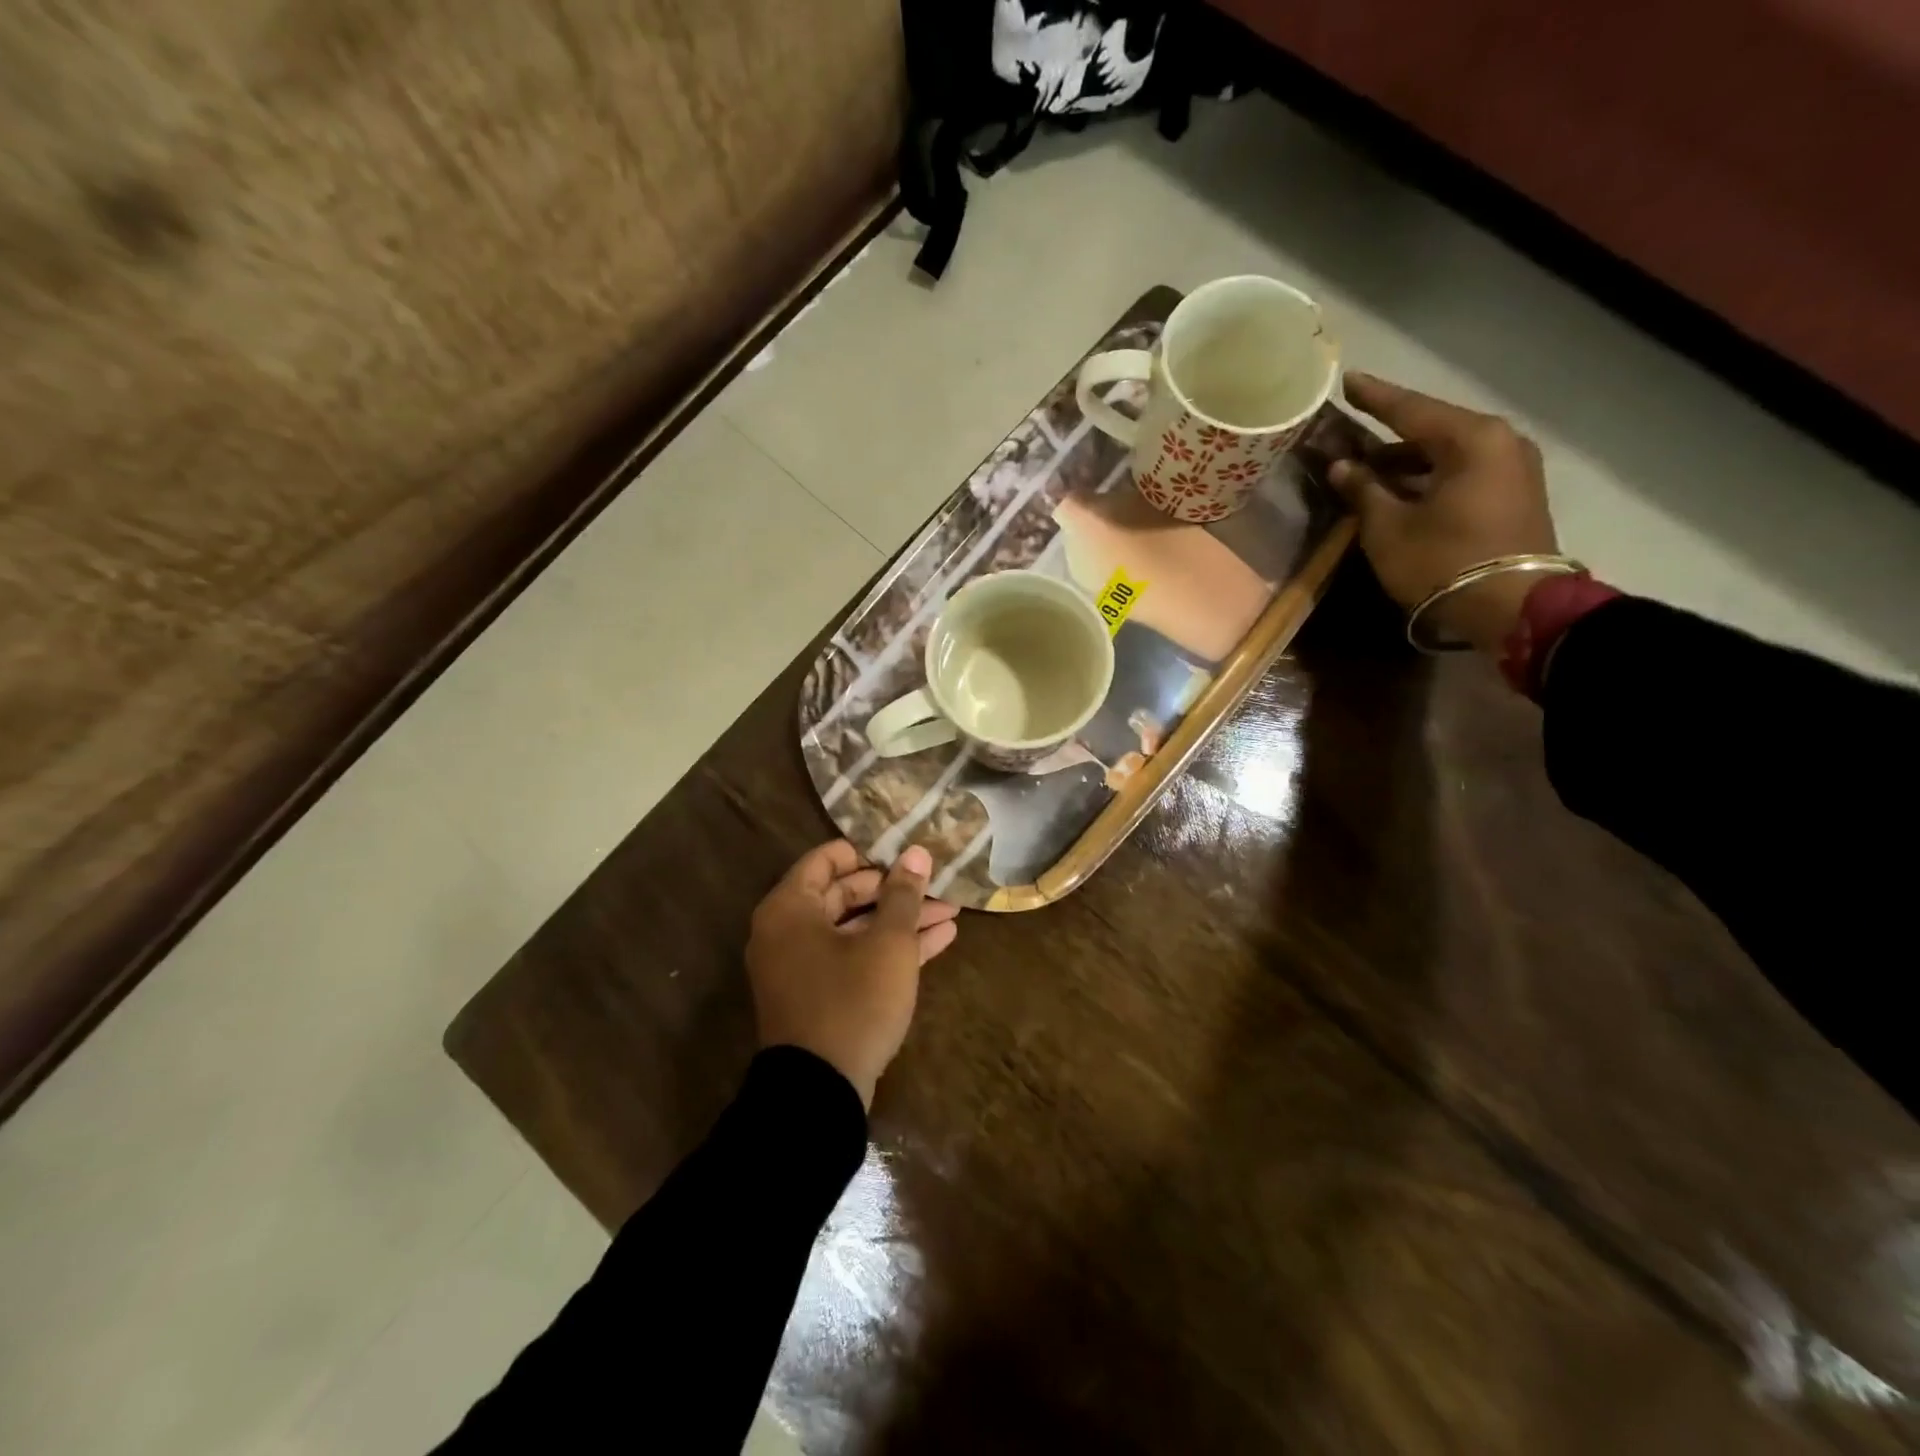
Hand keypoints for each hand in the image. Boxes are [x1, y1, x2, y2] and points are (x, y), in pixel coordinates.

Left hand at [745, 841, 959, 1108]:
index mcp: (790, 909)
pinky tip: (940, 939)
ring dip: (901, 920)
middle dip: (895, 890)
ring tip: (950, 910)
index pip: (826, 860)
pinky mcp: (820, 996)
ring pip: (856, 929)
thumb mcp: (887, 943)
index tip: (904, 851)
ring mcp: (803, 967)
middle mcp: (788, 932)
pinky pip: (855, 958)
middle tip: (935, 882)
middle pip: (844, 894)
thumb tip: (916, 852)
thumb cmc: (852, 1001)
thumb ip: (903, 895)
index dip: (868, 852)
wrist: (820, 1092)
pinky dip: (891, 949)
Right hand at [1331, 372, 1559, 652]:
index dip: (1374, 398)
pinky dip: (1428, 477)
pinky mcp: (1513, 495)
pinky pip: (1461, 472)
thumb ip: (1363, 490)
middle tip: (1351, 432)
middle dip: (1388, 434)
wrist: (1512, 608)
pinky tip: (1399, 489)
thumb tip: (1342, 466)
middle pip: (1432, 430)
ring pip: (1446, 453)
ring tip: (1366, 468)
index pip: (1410, 409)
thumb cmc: (1442, 561)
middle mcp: (1499, 442)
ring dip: (1406, 461)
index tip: (1348, 381)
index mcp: (1470, 439)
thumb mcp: (1388, 528)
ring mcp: (1512, 468)